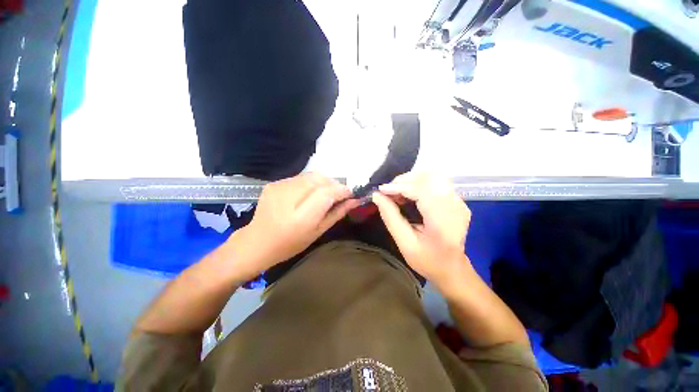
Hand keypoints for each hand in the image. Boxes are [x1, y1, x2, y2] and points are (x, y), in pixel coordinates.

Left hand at [228, 173, 358, 280]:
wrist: (257, 242)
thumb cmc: (291, 244)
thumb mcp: (318, 232)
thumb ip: (336, 213)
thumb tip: (354, 200)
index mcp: (301, 217)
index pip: (326, 193)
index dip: (341, 190)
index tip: (350, 194)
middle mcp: (288, 198)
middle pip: (319, 179)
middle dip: (333, 184)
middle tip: (338, 194)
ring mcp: (279, 187)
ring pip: (311, 175)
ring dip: (323, 182)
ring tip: (324, 194)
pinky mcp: (274, 183)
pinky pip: (300, 177)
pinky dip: (310, 182)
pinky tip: (308, 194)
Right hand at [372, 173, 471, 287]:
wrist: (453, 269)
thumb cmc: (428, 260)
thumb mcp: (404, 243)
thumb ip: (390, 218)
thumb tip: (377, 196)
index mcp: (443, 221)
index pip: (421, 190)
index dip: (399, 187)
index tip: (381, 190)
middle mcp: (455, 206)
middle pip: (429, 178)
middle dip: (404, 180)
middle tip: (388, 191)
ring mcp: (459, 202)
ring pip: (433, 176)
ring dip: (411, 180)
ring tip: (397, 192)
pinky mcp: (457, 200)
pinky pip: (436, 182)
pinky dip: (419, 183)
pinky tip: (409, 193)